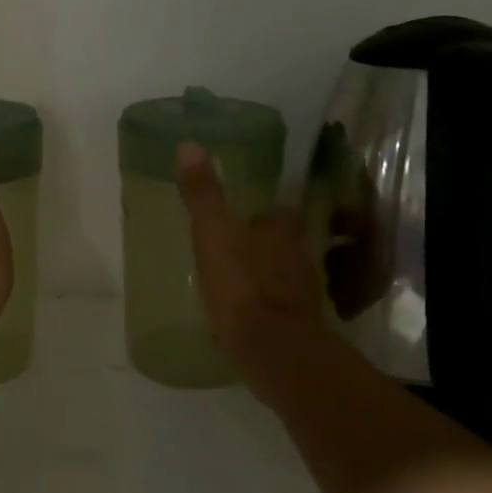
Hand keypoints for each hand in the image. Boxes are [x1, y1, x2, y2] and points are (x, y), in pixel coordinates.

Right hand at [176, 141, 326, 377]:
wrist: (273, 348)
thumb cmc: (242, 284)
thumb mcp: (213, 233)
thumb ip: (203, 194)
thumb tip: (189, 144)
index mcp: (282, 230)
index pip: (276, 213)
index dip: (259, 216)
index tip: (239, 221)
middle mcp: (299, 257)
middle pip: (282, 245)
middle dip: (262, 247)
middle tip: (232, 252)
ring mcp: (302, 294)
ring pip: (282, 277)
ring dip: (263, 278)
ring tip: (233, 285)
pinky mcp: (298, 326)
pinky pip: (278, 309)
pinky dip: (264, 309)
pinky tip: (243, 318)